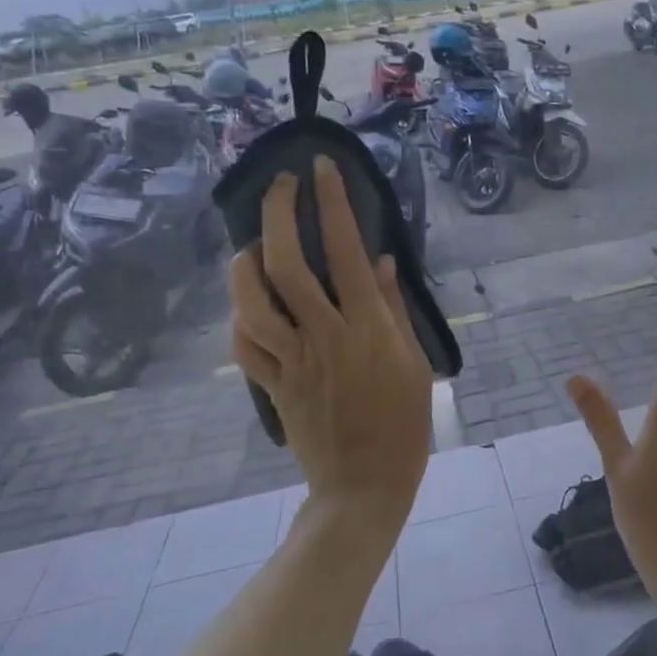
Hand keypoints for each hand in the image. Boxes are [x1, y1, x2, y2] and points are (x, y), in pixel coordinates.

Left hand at [230, 158, 431, 539]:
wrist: (365, 487)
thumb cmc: (404, 426)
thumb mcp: (415, 364)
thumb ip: (393, 310)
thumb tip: (379, 261)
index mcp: (368, 329)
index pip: (344, 252)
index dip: (330, 204)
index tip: (320, 169)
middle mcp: (325, 336)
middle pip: (286, 265)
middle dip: (277, 215)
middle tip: (280, 187)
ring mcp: (293, 362)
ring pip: (251, 303)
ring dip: (244, 265)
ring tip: (252, 245)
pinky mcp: (273, 387)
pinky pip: (245, 348)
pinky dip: (241, 321)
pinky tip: (249, 307)